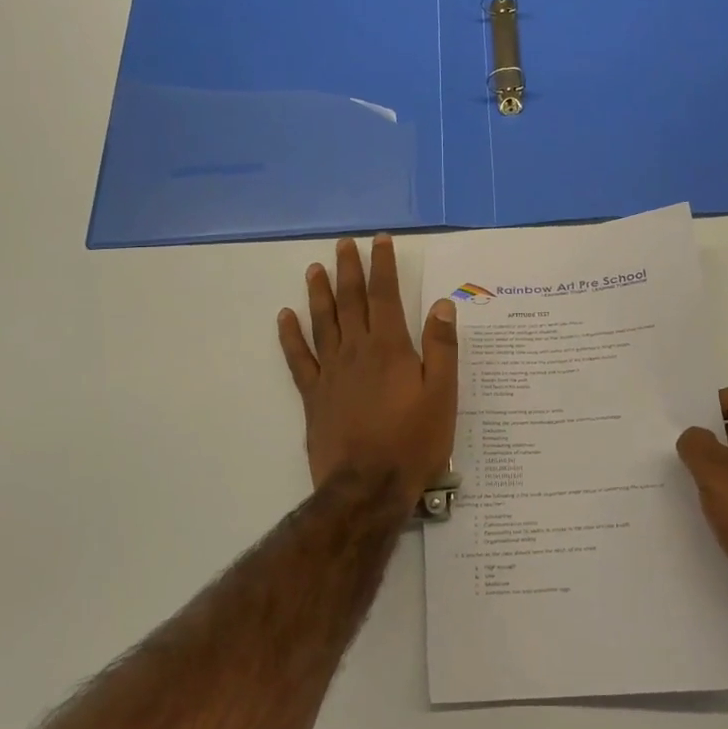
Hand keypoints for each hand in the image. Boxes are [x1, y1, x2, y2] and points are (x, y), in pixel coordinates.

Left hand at [278, 235, 457, 502]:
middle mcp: (357, 351)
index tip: (380, 241)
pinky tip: (285, 317)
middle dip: (349, 270)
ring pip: (323, 322)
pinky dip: (291, 336)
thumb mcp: (442, 395)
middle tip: (344, 244)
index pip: (385, 295)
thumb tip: (442, 305)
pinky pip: (299, 358)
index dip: (383, 266)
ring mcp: (331, 372)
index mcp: (390, 348)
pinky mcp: (314, 395)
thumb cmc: (413, 441)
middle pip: (351, 302)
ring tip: (315, 269)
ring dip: (320, 293)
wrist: (367, 487)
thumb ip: (442, 348)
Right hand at [677, 387, 727, 633]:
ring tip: (678, 474)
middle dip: (705, 435)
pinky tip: (699, 504)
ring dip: (711, 466)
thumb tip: (694, 437)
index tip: (675, 419)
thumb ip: (695, 443)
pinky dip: (723, 491)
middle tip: (668, 443)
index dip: (704, 404)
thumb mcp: (714, 470)